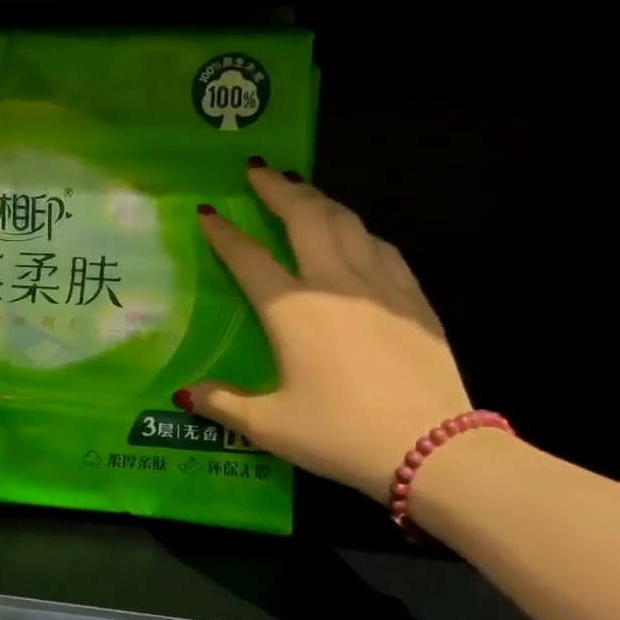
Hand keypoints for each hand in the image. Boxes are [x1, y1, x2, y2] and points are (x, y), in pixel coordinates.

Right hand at [184, 166, 469, 501]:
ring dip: (318, 198)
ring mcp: (379, 285)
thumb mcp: (270, 425)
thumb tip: (184, 393)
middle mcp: (333, 283)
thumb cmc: (341, 434)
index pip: (247, 257)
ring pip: (345, 221)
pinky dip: (358, 229)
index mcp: (291, 308)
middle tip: (257, 170)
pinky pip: (381, 246)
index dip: (223, 233)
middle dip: (276, 188)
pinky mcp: (413, 298)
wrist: (435, 450)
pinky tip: (355, 233)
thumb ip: (222, 403)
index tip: (207, 212)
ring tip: (300, 188)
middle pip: (302, 217)